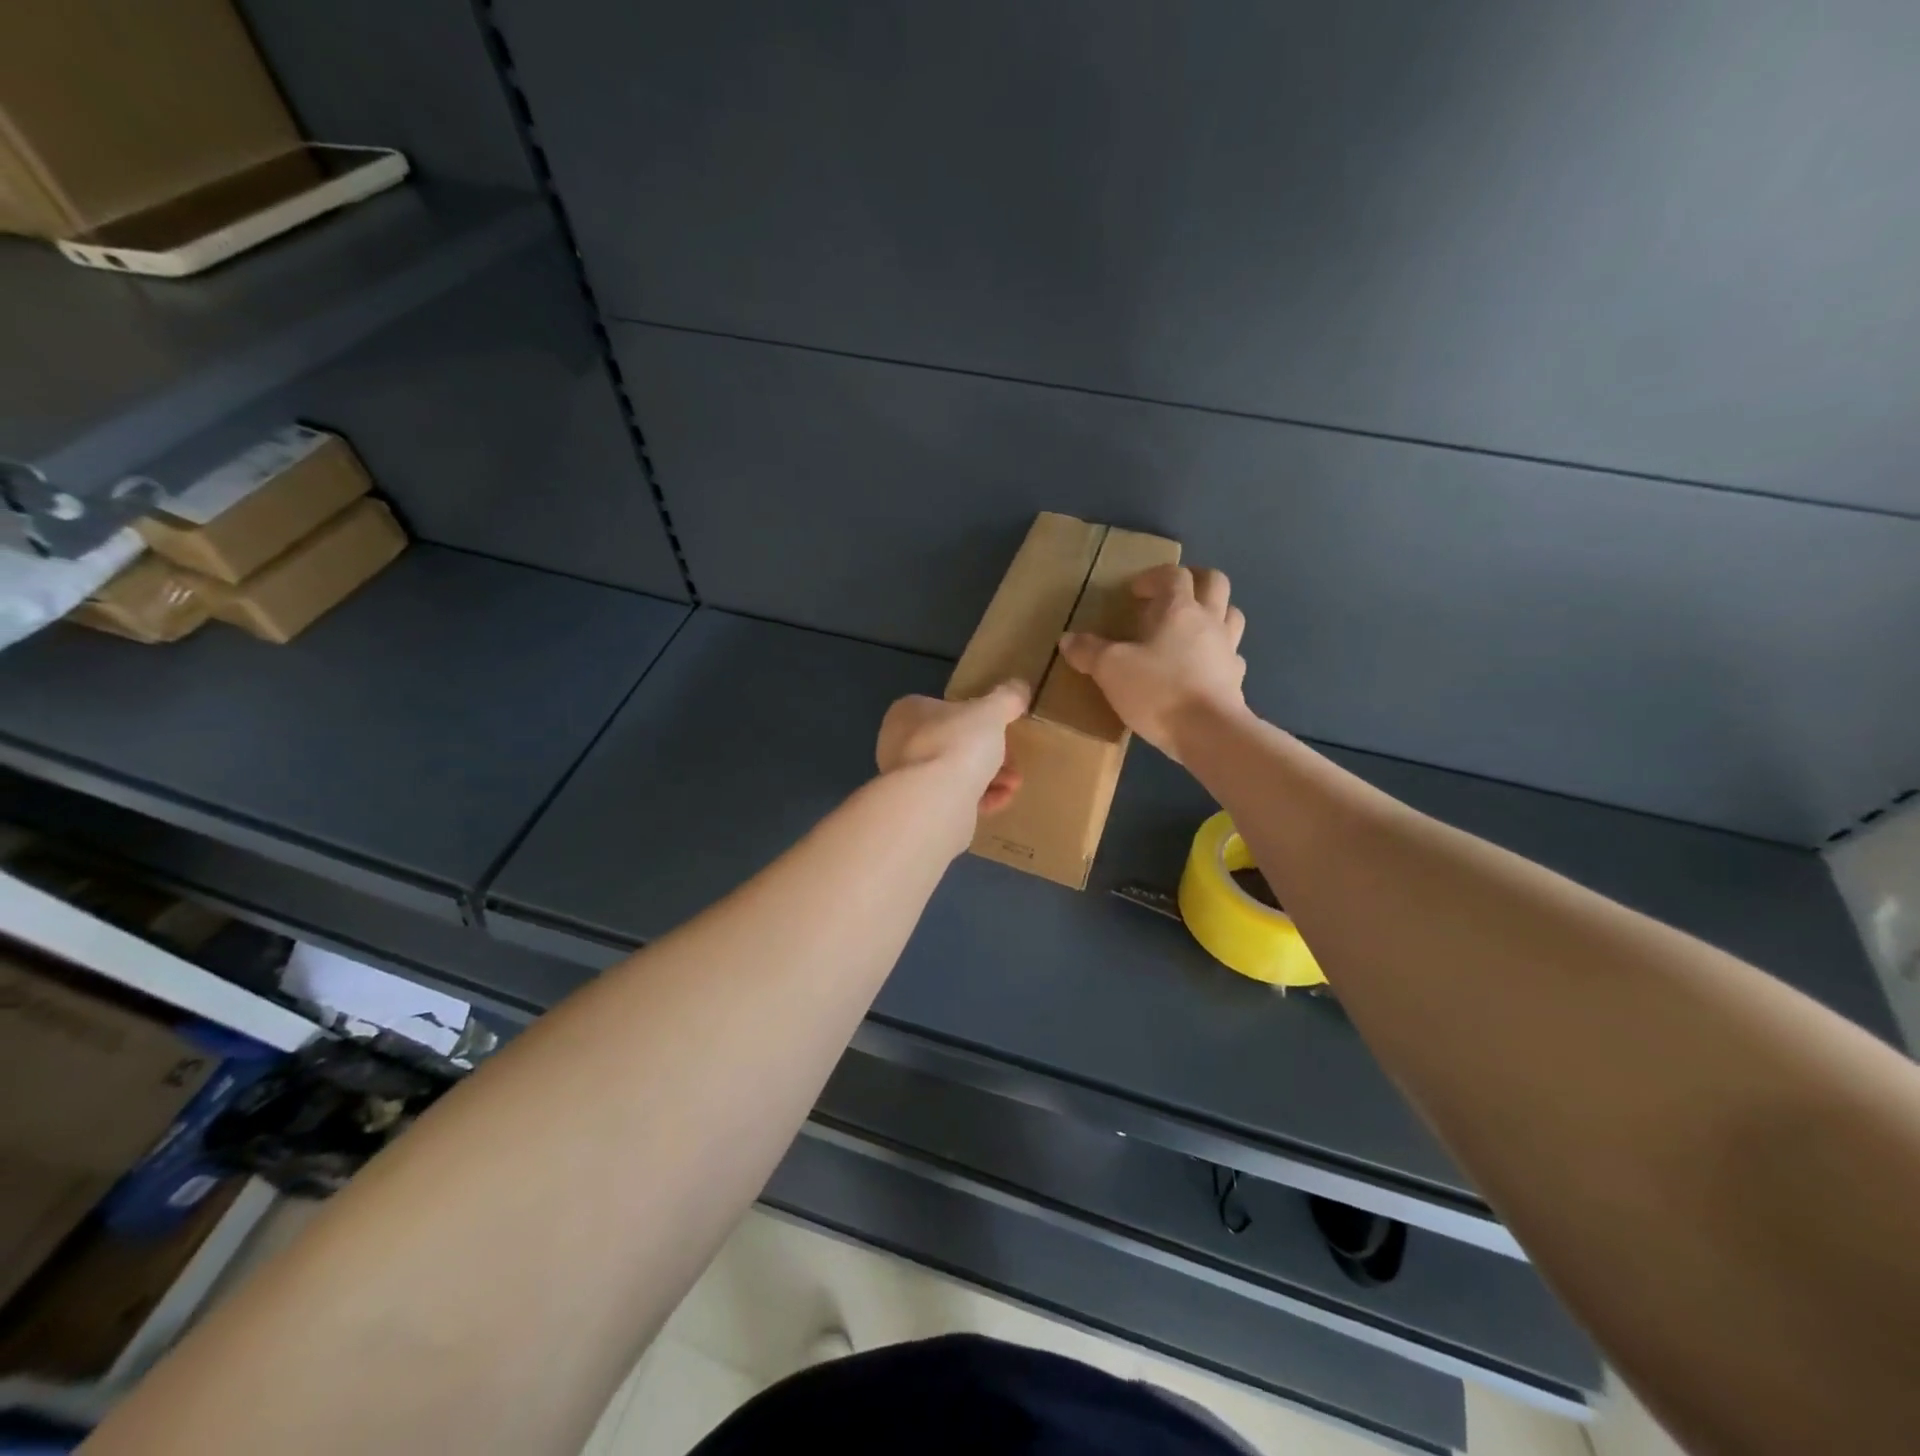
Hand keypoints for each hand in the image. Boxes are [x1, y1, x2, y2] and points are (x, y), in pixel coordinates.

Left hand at [876, 681, 1029, 815]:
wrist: (934, 801)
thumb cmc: (957, 743)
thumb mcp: (991, 712)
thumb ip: (1007, 698)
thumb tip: (1019, 687)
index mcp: (909, 713)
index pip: (947, 710)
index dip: (979, 720)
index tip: (1004, 731)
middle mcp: (899, 744)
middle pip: (955, 744)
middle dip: (990, 755)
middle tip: (1013, 764)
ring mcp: (905, 779)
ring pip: (955, 773)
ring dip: (990, 778)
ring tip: (1012, 786)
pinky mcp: (916, 810)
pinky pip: (953, 799)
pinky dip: (978, 799)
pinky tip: (1000, 802)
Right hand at [1058, 564, 1246, 762]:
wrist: (1209, 733)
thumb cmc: (1159, 691)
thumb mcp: (1111, 669)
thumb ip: (1089, 651)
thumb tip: (1067, 639)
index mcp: (1180, 610)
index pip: (1174, 575)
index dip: (1154, 577)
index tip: (1135, 592)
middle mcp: (1210, 622)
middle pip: (1214, 583)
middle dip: (1195, 580)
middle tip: (1171, 595)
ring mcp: (1228, 650)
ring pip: (1231, 615)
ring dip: (1214, 612)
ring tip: (1191, 627)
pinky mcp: (1236, 680)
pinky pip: (1231, 655)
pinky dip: (1218, 654)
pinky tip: (1202, 667)